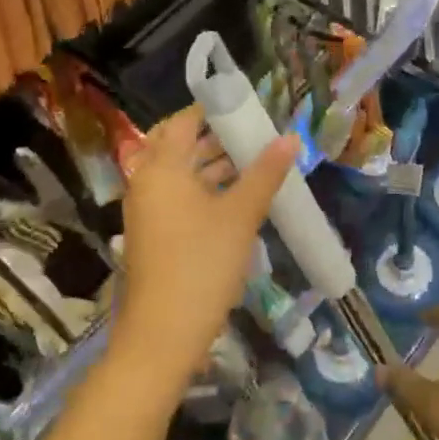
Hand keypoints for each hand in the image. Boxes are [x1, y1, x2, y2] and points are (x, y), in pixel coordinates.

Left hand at [115, 106, 298, 386]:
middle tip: (254, 133)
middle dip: (216, 137)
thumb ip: (265, 173)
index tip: (247, 106)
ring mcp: (148, 210)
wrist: (164, 333)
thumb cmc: (202, 263)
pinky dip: (205, 189)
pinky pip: (179, 197)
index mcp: (162, 168)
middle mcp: (147, 182)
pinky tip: (238, 197)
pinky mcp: (154, 234)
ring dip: (213, 164)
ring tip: (255, 162)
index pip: (184, 121)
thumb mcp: (240, 215)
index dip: (214, 109)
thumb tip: (291, 137)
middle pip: (179, 146)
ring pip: (181, 174)